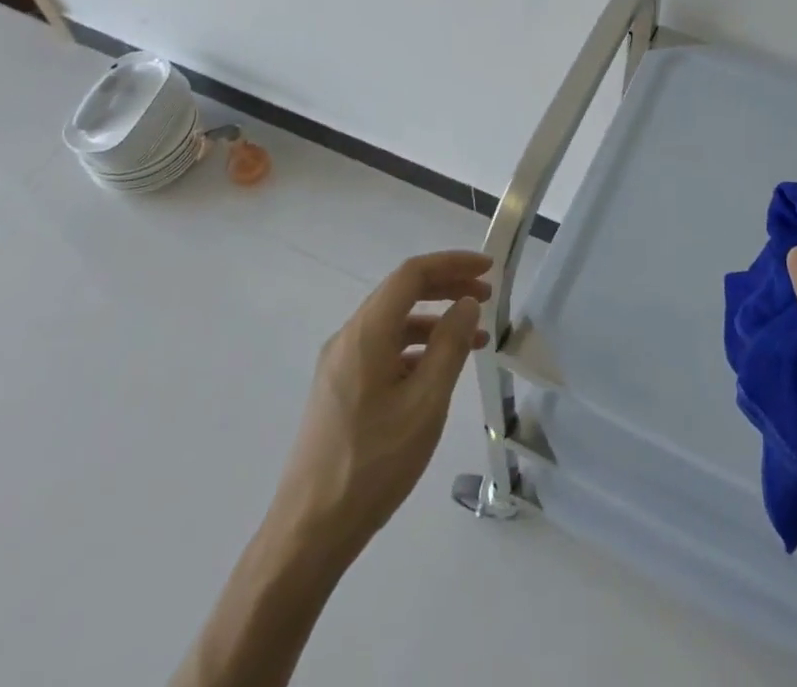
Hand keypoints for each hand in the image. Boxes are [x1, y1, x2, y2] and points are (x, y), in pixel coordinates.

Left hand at [273, 251, 492, 562]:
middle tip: (487, 296)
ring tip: (474, 338)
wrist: (309, 532)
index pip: (412, 274)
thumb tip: (466, 304)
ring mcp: (339, 364)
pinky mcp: (339, 389)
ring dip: (434, 320)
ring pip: (393, 323)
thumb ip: (449, 346)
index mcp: (366, 333)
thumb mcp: (425, 404)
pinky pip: (383, 349)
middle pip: (401, 293)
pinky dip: (415, 348)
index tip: (488, 269)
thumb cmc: (373, 464)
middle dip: (446, 287)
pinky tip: (439, 371)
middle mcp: (348, 338)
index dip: (452, 263)